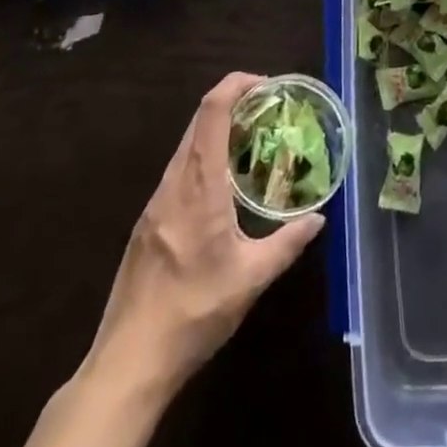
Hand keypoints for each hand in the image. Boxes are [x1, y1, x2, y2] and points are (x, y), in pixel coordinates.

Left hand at [83, 73, 324, 393]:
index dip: (236, 84)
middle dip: (233, 104)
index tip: (266, 84)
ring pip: (187, 146)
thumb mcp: (250, 280)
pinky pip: (178, 172)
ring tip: (252, 146)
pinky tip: (223, 189)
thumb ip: (288, 244)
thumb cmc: (193, 313)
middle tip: (268, 112)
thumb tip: (318, 218)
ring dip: (218, 133)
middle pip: (199, 121)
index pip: (212, 111)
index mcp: (198, 184)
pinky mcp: (147, 223)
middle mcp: (173, 182)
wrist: (128, 362)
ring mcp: (155, 203)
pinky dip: (204, 159)